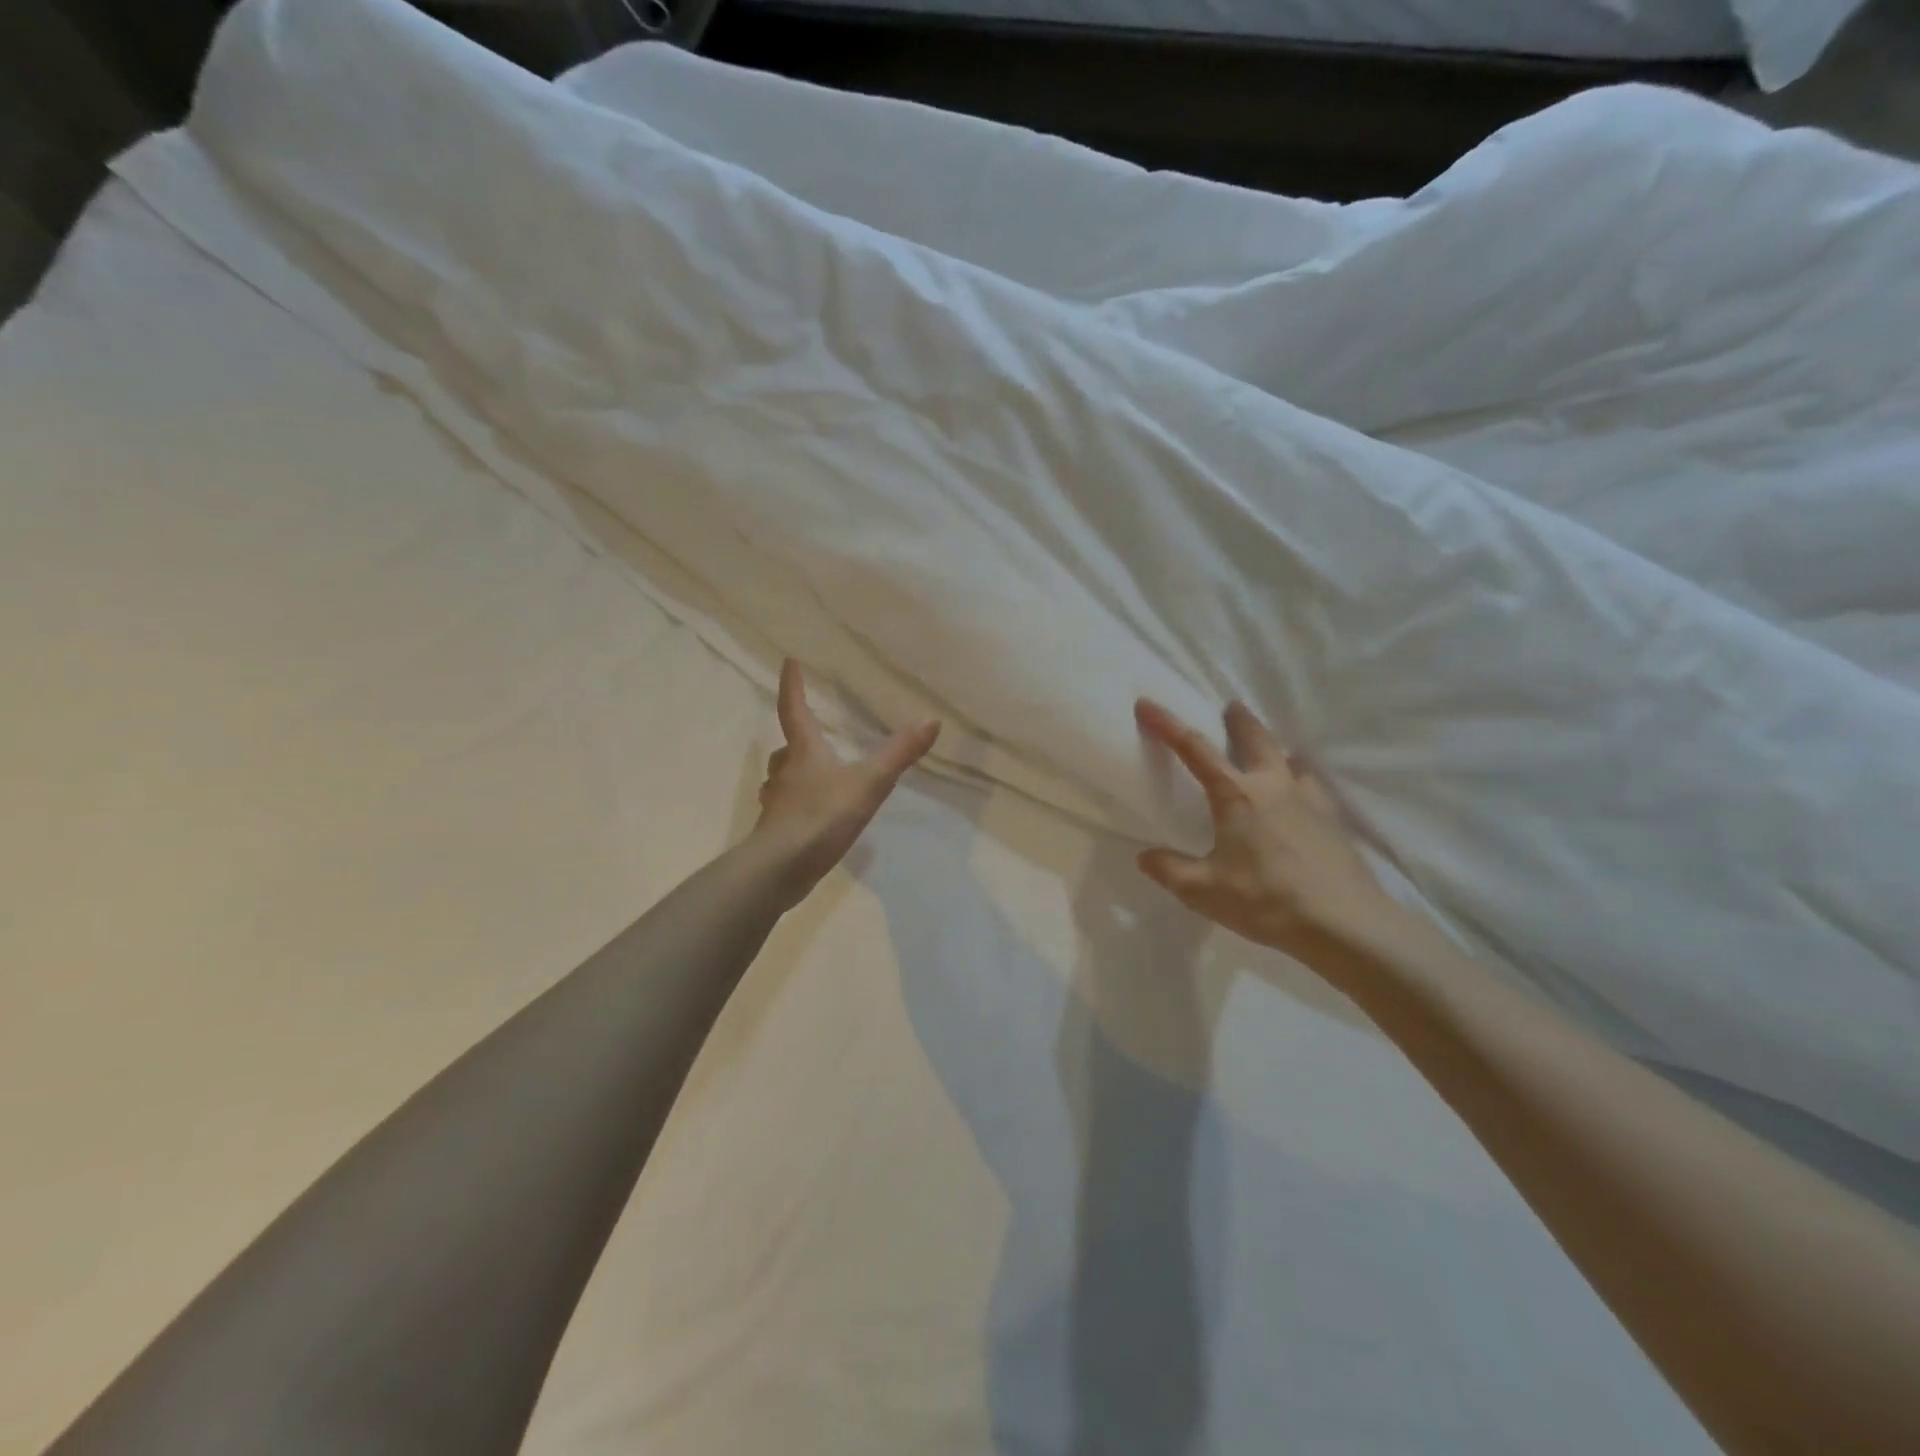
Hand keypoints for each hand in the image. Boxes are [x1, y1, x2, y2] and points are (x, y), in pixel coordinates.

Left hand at [751, 661, 940, 903]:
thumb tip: (931, 720)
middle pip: (786, 749)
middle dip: (795, 740)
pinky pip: (784, 810)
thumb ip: (900, 754)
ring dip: (792, 774)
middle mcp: (784, 774)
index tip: (788, 662)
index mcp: (804, 753)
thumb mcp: (869, 783)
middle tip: (806, 734)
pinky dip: (795, 807)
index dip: (792, 685)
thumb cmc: (823, 816)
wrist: (780, 868)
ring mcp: (776, 805)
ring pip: (781, 780)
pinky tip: (811, 818)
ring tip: (809, 776)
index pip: (794, 710)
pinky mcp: (775, 832)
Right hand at [1134, 698, 1403, 975]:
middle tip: (1230, 707)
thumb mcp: (1204, 892)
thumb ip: (1170, 870)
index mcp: (1236, 796)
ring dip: (1274, 748)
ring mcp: (1309, 800)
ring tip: (1268, 751)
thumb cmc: (1267, 901)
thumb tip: (1145, 856)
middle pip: (1255, 738)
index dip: (1167, 724)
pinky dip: (1300, 778)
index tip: (1147, 703)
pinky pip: (1312, 785)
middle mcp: (1273, 786)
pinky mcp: (1333, 820)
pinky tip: (1301, 793)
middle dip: (1238, 720)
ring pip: (1290, 758)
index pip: (1194, 749)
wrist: (1345, 923)